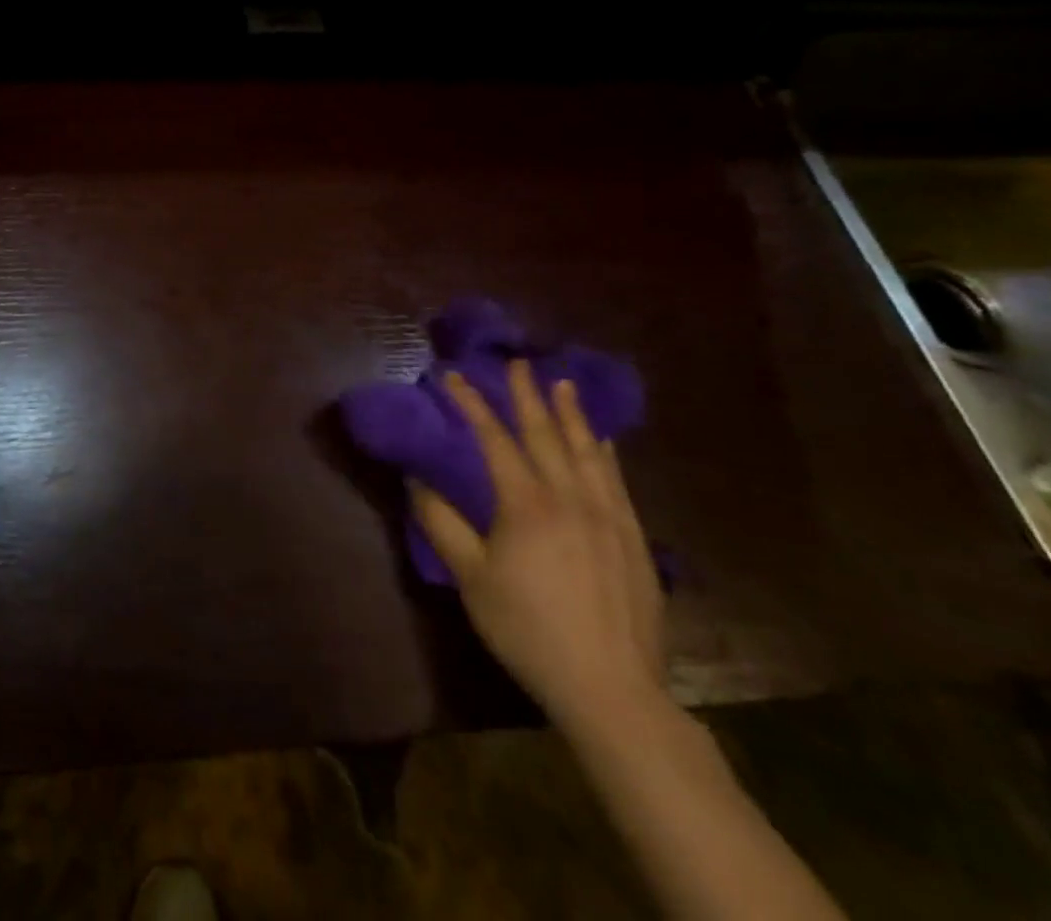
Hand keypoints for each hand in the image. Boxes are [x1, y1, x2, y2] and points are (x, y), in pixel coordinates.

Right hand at [410, 360, 664, 737]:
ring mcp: (608, 517)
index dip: (472, 405)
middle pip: (546, 435)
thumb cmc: (528, 629)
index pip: (494, 440)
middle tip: (520, 362)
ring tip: (563, 385)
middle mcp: (570, 498)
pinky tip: (605, 441)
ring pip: (588, 452)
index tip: (454, 376)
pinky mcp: (634, 539)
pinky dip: (606, 453)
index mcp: (526, 504)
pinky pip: (617, 481)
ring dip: (572, 414)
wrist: (610, 689)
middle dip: (528, 395)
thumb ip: (442, 524)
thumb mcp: (471, 579)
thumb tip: (416, 480)